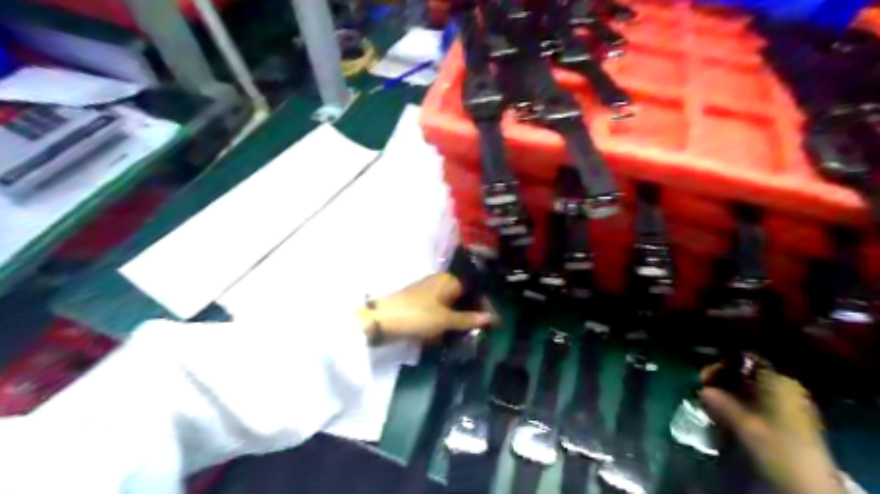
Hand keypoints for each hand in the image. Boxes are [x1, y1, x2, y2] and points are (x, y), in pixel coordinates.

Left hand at [355, 273, 492, 341]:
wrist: (380, 320)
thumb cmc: (416, 315)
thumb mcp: (445, 320)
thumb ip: (469, 319)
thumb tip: (492, 318)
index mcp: (449, 280)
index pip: (475, 289)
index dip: (486, 305)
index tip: (494, 323)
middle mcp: (440, 282)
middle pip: (464, 297)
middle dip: (473, 313)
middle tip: (483, 331)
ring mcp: (429, 292)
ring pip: (452, 305)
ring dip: (460, 319)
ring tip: (469, 334)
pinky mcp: (420, 303)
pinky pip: (440, 311)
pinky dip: (447, 321)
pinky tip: (451, 333)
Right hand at [702, 363, 845, 493]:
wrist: (809, 482)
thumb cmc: (774, 445)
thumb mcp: (741, 422)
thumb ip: (718, 402)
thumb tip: (702, 390)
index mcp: (778, 381)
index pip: (744, 361)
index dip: (721, 366)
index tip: (703, 379)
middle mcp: (788, 386)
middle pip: (748, 374)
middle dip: (724, 381)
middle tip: (705, 391)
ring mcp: (794, 402)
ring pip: (755, 388)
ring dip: (733, 393)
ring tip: (715, 404)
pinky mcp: (794, 418)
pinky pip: (763, 400)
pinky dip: (745, 403)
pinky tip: (732, 414)